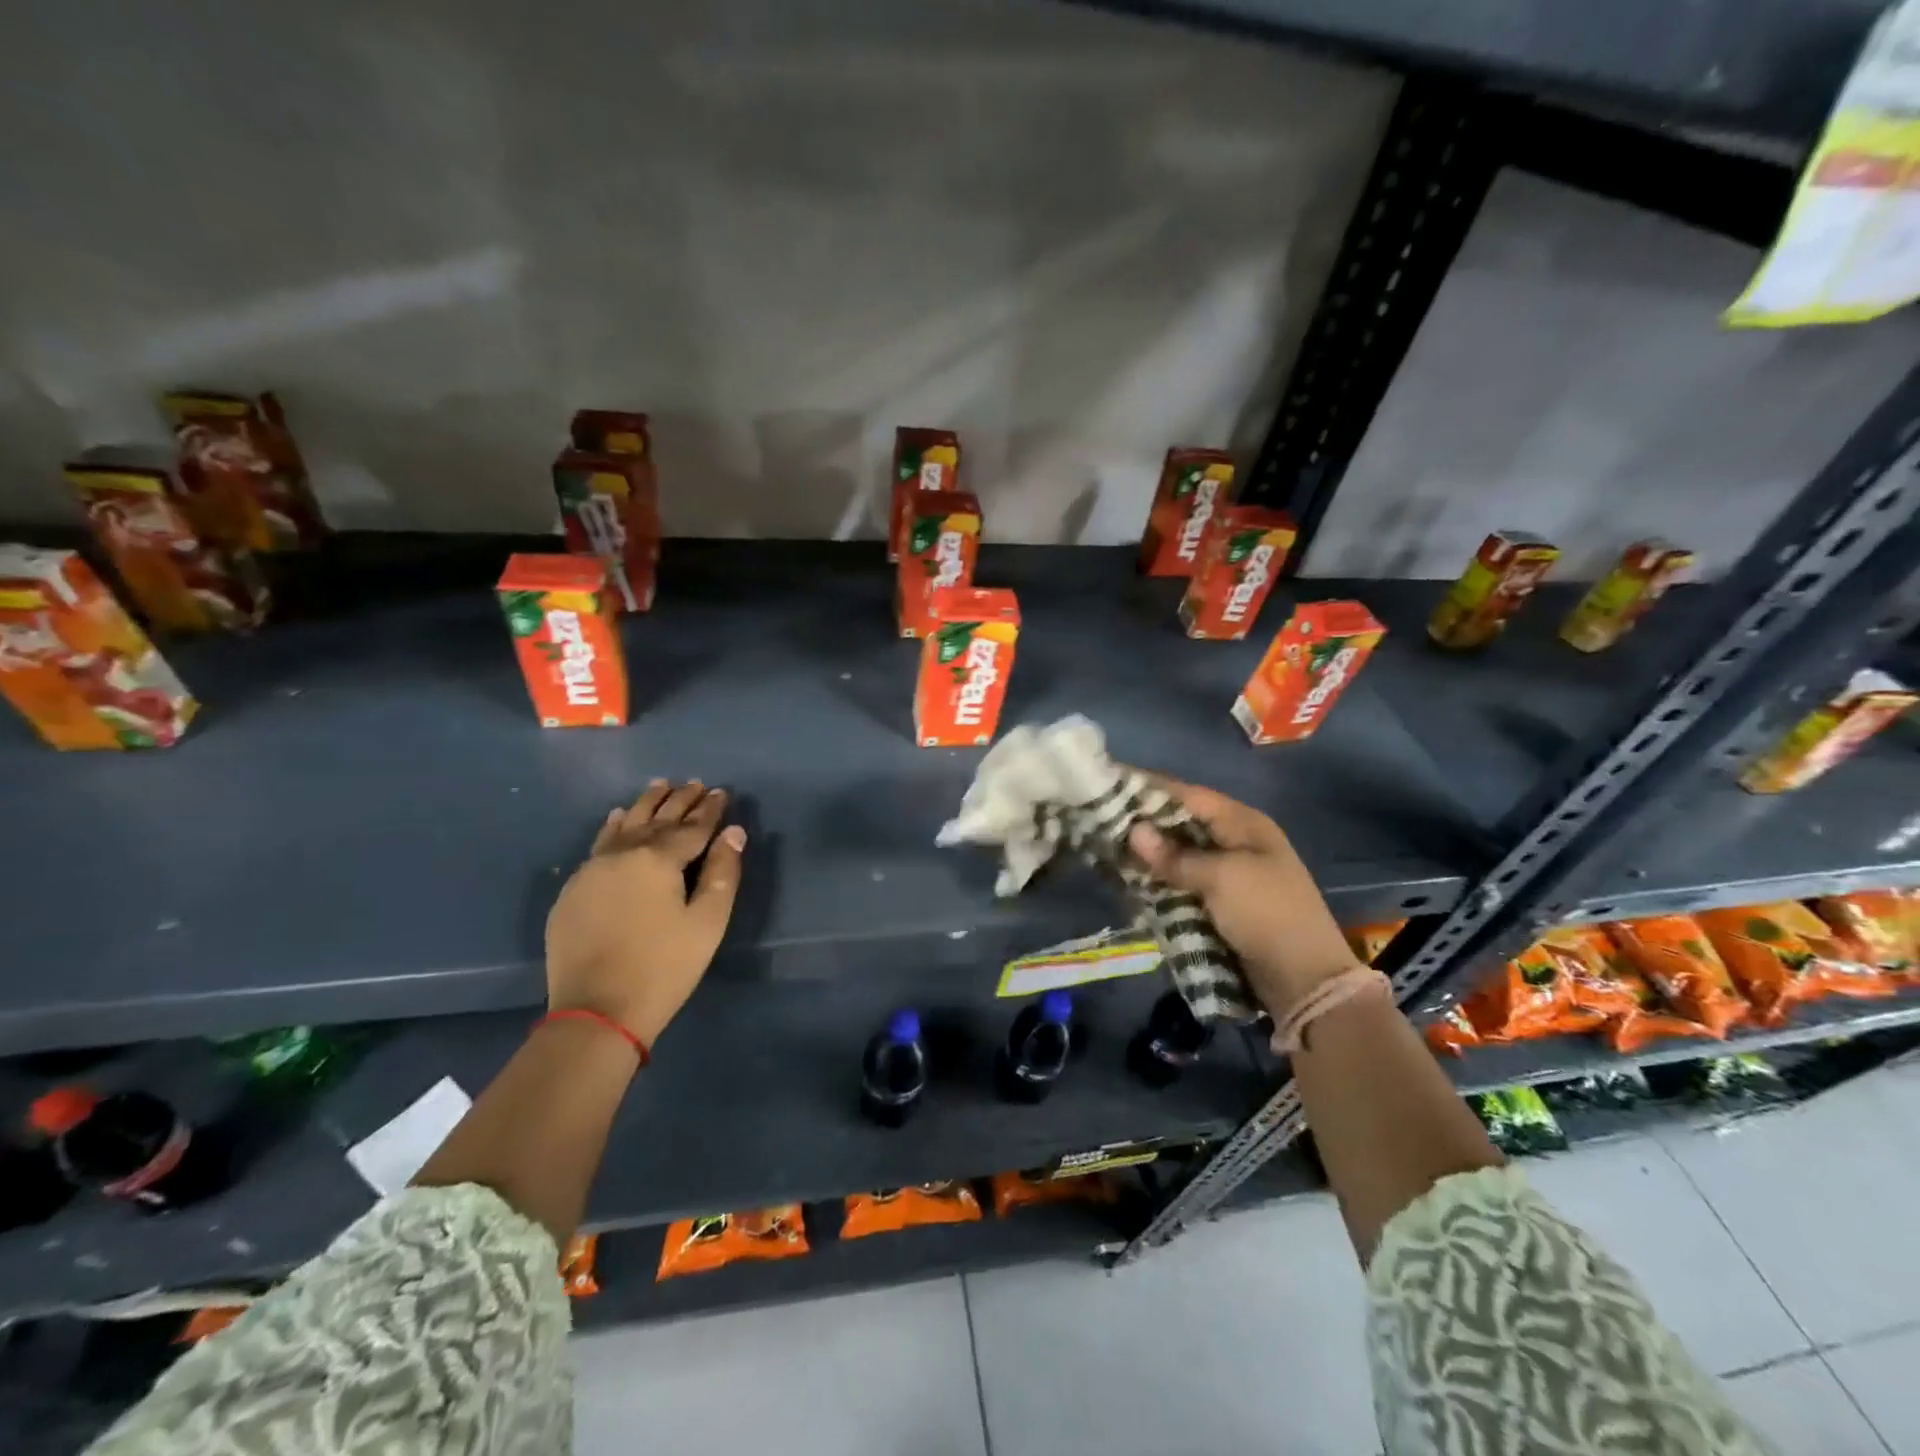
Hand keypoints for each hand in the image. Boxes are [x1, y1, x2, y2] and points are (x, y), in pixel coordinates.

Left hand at [545, 779, 746, 1045]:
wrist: (596, 1012)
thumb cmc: (664, 967)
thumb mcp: (707, 922)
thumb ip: (722, 872)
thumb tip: (733, 832)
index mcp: (658, 859)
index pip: (692, 827)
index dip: (709, 809)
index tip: (721, 791)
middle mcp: (623, 853)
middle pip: (657, 819)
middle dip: (679, 800)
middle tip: (694, 783)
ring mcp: (593, 870)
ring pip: (625, 825)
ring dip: (645, 804)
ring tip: (659, 785)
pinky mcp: (574, 889)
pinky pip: (599, 844)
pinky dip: (613, 826)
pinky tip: (617, 816)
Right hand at [1127, 780, 1357, 1015]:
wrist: (1304, 979)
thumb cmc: (1266, 913)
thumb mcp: (1220, 878)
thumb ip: (1174, 856)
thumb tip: (1134, 831)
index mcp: (1243, 824)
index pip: (1189, 795)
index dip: (1150, 788)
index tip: (1111, 782)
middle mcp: (1235, 841)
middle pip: (1181, 822)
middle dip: (1144, 822)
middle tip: (1099, 819)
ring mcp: (1228, 873)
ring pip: (1178, 853)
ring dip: (1148, 854)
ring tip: (1105, 848)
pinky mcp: (1220, 902)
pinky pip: (1181, 881)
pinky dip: (1159, 879)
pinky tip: (1129, 879)